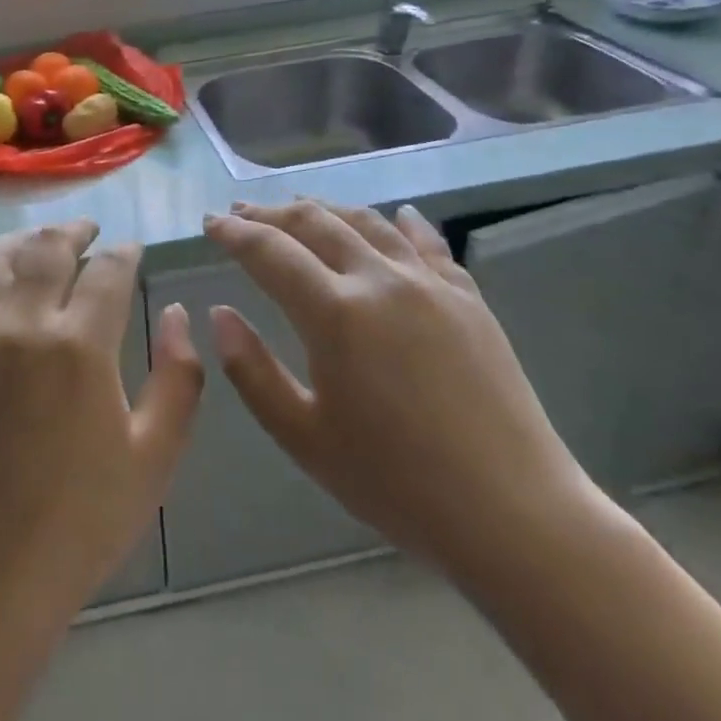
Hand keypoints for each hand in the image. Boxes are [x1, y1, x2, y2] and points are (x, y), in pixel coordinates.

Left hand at [0, 221, 203, 623]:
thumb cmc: (82, 520)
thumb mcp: (155, 455)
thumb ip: (179, 377)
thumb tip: (177, 315)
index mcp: (81, 345)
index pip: (108, 270)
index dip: (125, 253)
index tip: (132, 250)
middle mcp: (21, 324)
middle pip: (47, 248)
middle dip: (74, 231)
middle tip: (88, 231)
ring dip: (20, 242)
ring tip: (38, 245)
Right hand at [201, 199, 599, 574]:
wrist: (512, 513)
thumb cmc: (395, 483)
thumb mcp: (303, 436)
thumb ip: (251, 371)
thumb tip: (219, 315)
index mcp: (335, 313)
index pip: (269, 252)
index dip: (233, 234)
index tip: (208, 224)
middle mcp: (380, 280)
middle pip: (315, 223)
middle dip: (270, 213)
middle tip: (240, 213)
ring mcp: (431, 284)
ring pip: (368, 223)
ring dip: (325, 209)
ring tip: (298, 207)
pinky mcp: (469, 299)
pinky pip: (428, 243)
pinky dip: (401, 222)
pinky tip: (396, 214)